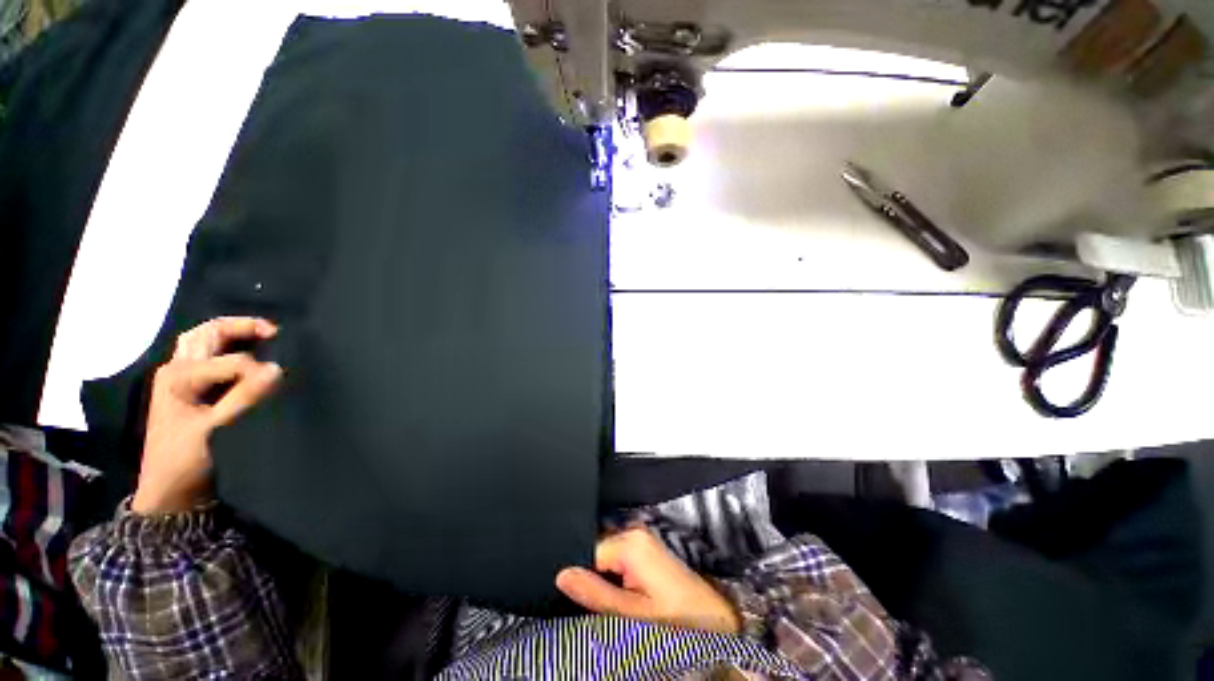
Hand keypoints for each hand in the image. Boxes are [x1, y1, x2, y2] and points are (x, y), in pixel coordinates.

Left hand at [131, 317, 281, 514]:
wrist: (171, 493)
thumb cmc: (188, 461)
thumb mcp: (217, 430)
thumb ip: (245, 397)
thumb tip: (277, 369)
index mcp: (179, 376)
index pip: (232, 360)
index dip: (258, 370)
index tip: (280, 384)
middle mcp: (177, 370)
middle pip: (208, 333)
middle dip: (242, 327)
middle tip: (275, 332)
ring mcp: (180, 378)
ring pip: (205, 341)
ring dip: (234, 335)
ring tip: (266, 338)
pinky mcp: (189, 390)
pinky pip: (209, 357)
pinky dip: (230, 349)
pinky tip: (250, 357)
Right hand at [555, 527, 740, 634]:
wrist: (711, 619)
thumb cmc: (675, 618)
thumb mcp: (630, 613)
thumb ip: (595, 593)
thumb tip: (562, 575)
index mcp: (630, 543)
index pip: (587, 551)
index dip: (581, 576)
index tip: (588, 598)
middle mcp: (634, 532)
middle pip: (596, 550)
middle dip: (593, 575)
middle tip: (606, 602)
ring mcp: (641, 538)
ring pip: (606, 554)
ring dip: (605, 576)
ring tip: (620, 598)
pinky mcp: (646, 547)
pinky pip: (619, 556)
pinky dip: (616, 574)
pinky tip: (627, 592)